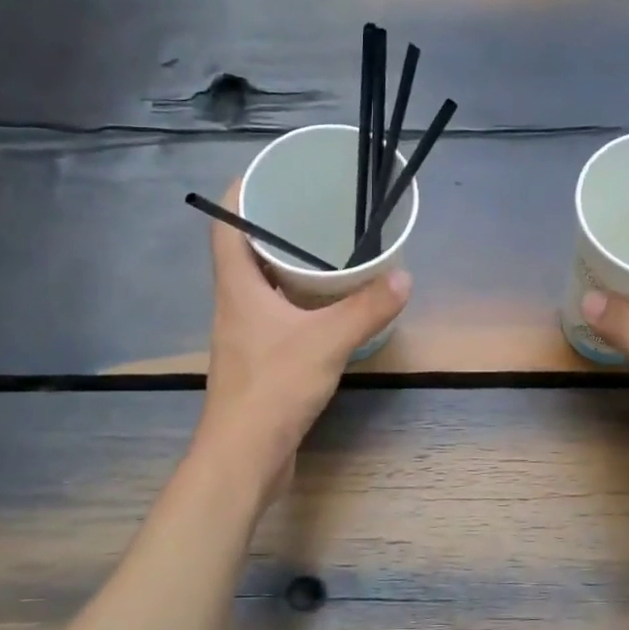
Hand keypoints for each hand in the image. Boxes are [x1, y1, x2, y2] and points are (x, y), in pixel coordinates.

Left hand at [194, 186, 410, 502]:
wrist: (244, 457)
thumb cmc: (273, 389)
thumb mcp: (327, 342)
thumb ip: (366, 308)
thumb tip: (404, 276)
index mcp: (237, 287)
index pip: (225, 224)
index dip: (241, 192)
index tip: (271, 172)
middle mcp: (234, 306)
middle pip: (245, 252)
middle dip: (275, 227)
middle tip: (315, 210)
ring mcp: (244, 337)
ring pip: (262, 287)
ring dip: (287, 267)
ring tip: (327, 251)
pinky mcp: (258, 363)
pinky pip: (276, 317)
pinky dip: (297, 303)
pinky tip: (326, 309)